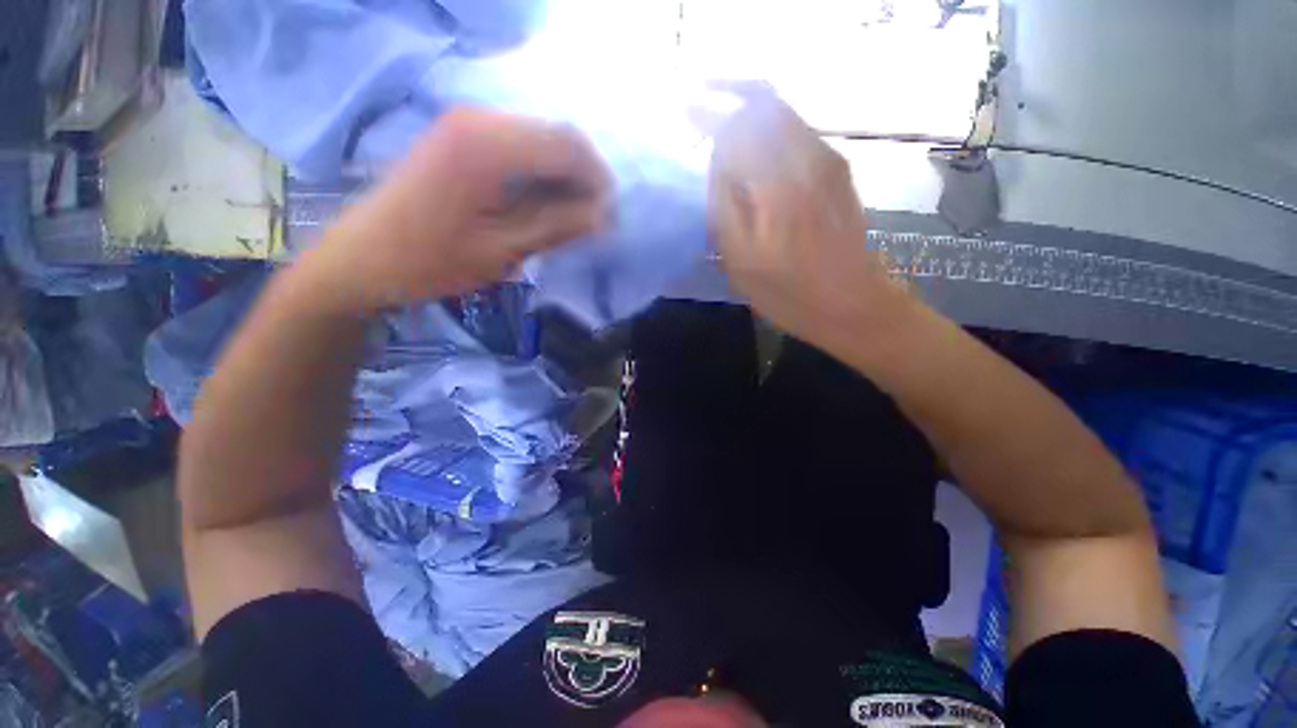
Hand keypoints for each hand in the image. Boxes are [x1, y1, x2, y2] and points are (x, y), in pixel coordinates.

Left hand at [314, 107, 611, 311]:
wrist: (361, 258)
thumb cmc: (429, 261)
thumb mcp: (502, 251)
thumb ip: (558, 227)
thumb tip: (605, 216)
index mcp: (488, 145)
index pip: (569, 146)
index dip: (599, 182)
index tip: (609, 220)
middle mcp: (480, 119)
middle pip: (558, 137)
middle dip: (585, 180)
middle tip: (594, 223)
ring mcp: (468, 123)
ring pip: (542, 141)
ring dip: (565, 178)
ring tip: (572, 219)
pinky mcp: (462, 136)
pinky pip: (521, 147)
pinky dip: (543, 175)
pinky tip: (543, 205)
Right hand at [706, 83, 911, 350]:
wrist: (852, 304)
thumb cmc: (789, 293)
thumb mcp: (740, 260)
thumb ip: (723, 204)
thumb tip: (717, 162)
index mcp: (776, 185)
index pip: (736, 126)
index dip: (707, 114)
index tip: (685, 112)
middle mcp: (806, 158)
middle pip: (763, 105)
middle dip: (729, 105)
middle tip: (703, 121)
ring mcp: (828, 161)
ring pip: (783, 116)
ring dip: (750, 119)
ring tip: (726, 138)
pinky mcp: (838, 171)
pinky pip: (798, 133)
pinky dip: (771, 133)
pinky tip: (758, 157)